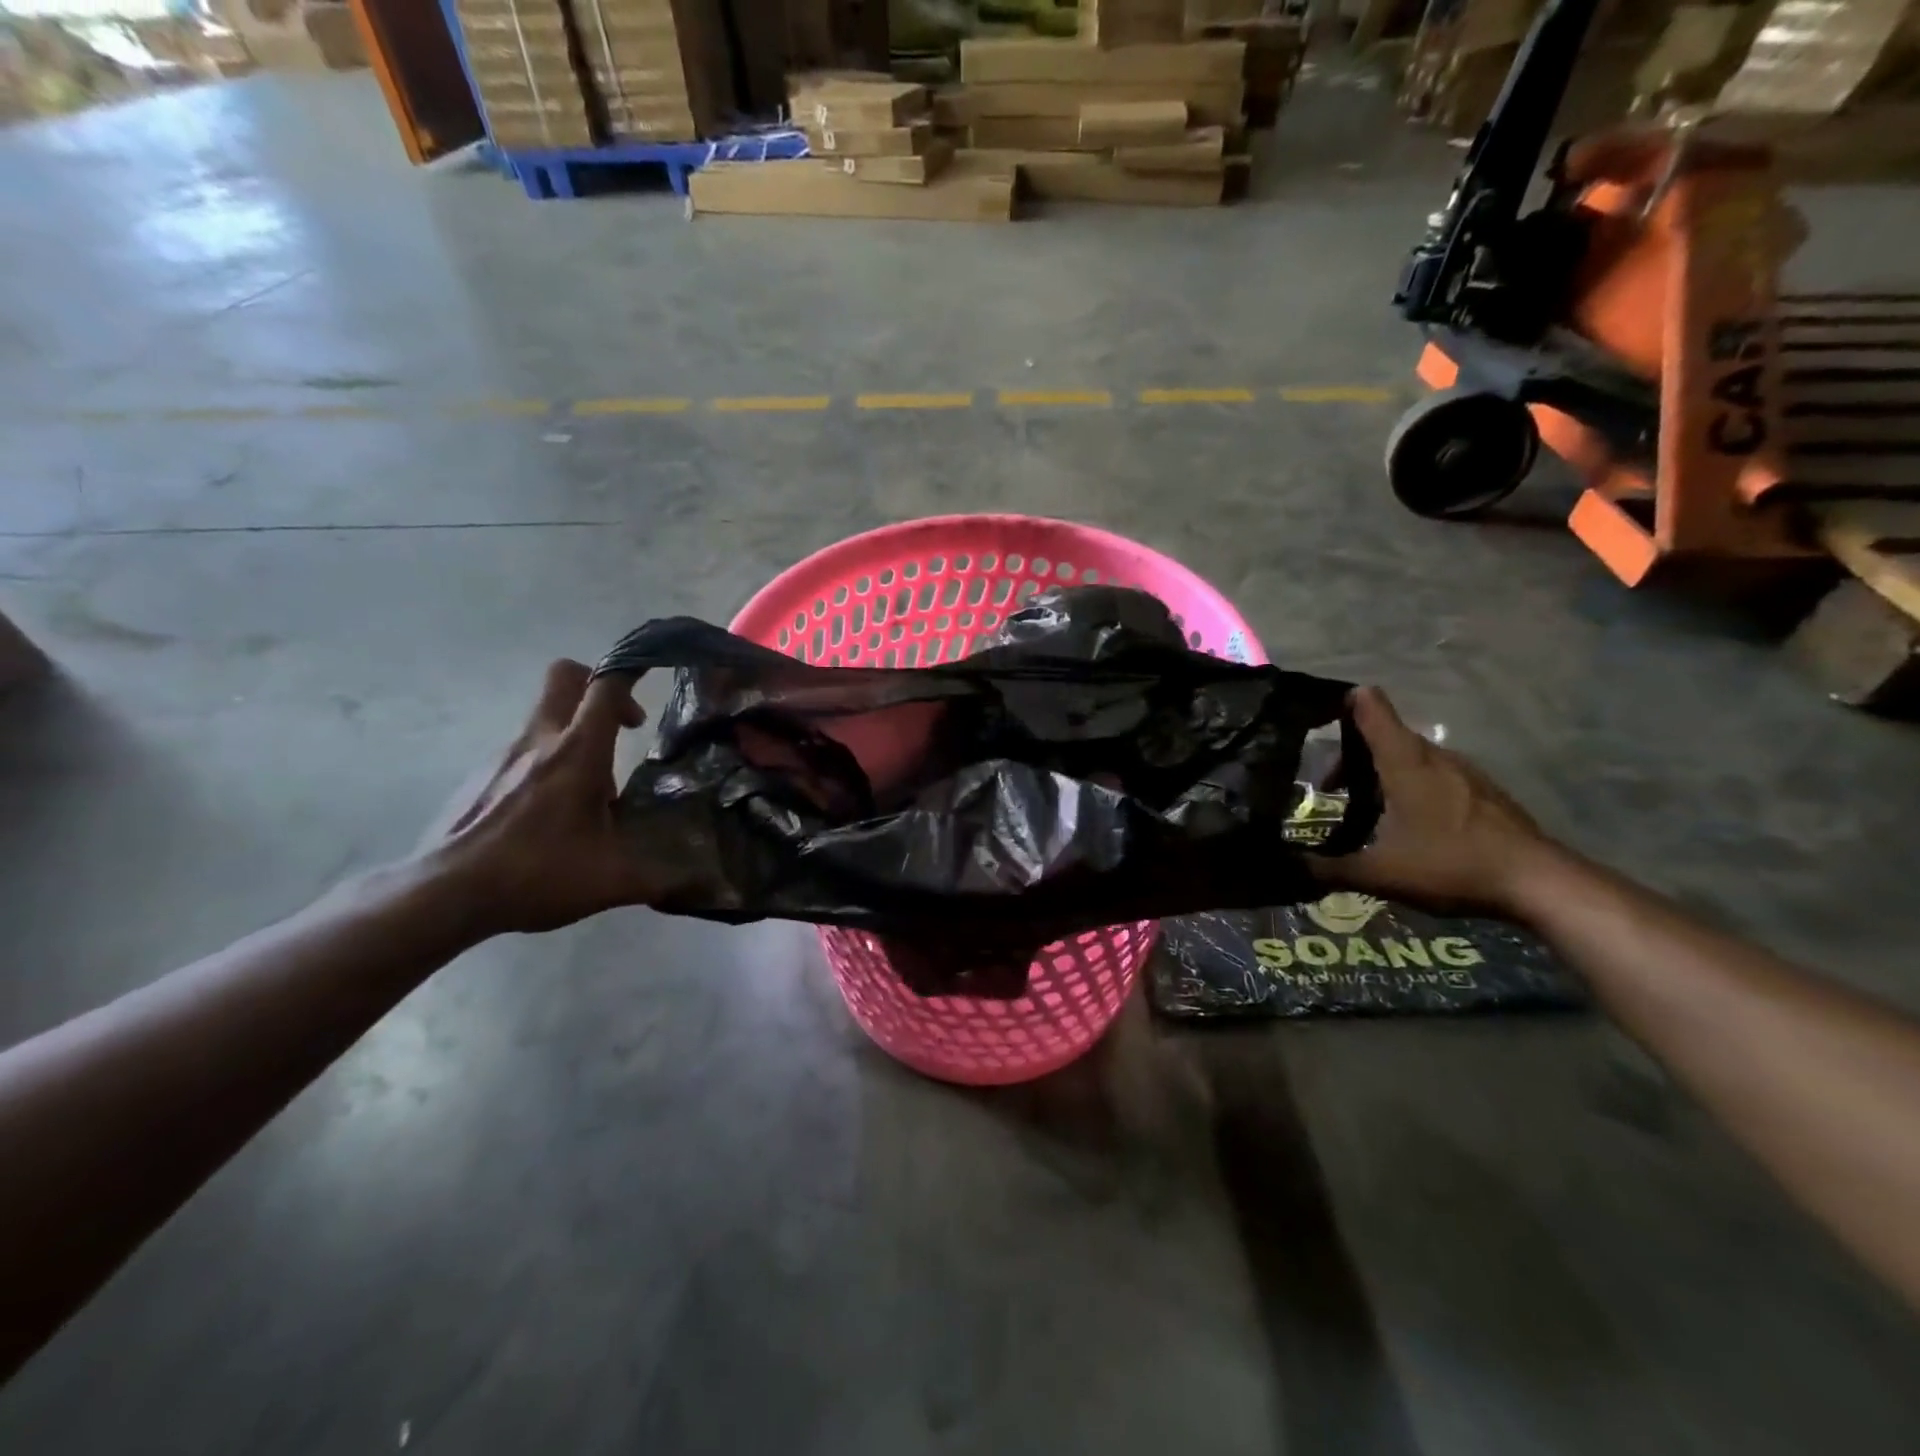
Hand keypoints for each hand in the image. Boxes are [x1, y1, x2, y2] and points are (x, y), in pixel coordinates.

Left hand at [421, 660, 656, 934]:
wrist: (444, 894)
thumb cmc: (537, 874)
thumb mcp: (612, 880)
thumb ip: (662, 877)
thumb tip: (705, 886)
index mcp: (578, 752)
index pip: (607, 686)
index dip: (633, 670)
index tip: (654, 673)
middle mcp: (540, 740)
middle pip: (565, 677)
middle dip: (597, 685)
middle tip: (621, 725)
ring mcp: (503, 755)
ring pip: (545, 717)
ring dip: (574, 733)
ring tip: (591, 789)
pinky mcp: (479, 776)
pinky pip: (523, 751)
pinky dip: (546, 763)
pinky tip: (550, 813)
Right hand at [1319, 687, 1554, 919]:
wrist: (1539, 882)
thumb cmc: (1450, 865)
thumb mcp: (1380, 874)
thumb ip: (1329, 869)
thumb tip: (1288, 868)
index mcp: (1404, 763)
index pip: (1372, 709)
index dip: (1344, 703)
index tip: (1317, 712)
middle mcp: (1434, 756)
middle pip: (1387, 734)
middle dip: (1354, 754)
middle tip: (1330, 786)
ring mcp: (1464, 772)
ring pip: (1412, 756)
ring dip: (1384, 771)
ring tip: (1365, 807)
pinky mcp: (1484, 791)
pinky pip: (1436, 774)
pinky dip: (1412, 784)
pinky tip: (1409, 821)